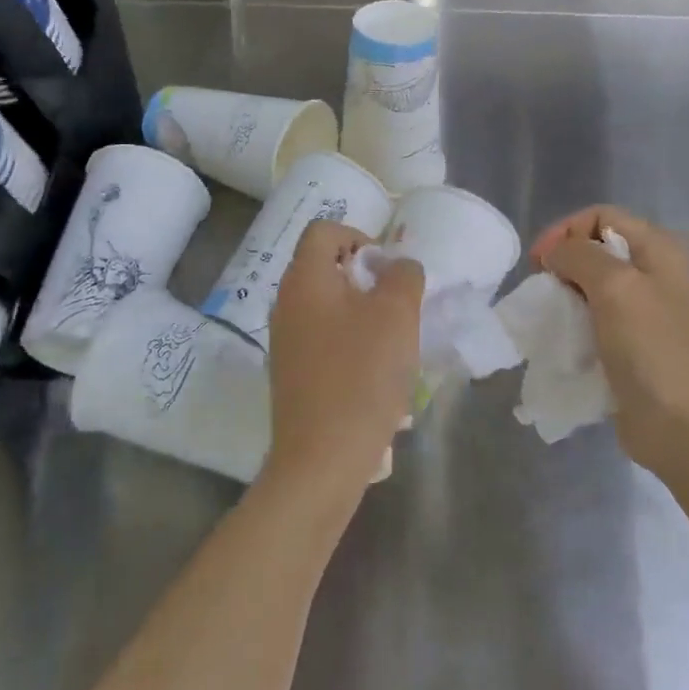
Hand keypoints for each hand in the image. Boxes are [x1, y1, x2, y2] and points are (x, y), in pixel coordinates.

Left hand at [264, 220, 423, 506]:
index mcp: (304, 280)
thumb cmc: (361, 375)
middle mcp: (285, 303)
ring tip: (391, 343)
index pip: (324, 231)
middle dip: (366, 280)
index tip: (387, 270)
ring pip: (327, 306)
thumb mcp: (397, 315)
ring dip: (361, 314)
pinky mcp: (291, 373)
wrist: (322, 458)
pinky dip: (349, 343)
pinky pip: (323, 340)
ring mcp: (284, 341)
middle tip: (396, 307)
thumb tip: (397, 267)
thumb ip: (403, 276)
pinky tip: (373, 375)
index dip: (359, 237)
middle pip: (325, 268)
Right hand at [529, 207, 688, 480]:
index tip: (540, 261)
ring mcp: (647, 310)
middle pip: (598, 247)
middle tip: (542, 287)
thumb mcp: (615, 286)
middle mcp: (657, 273)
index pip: (602, 216)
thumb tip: (557, 254)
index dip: (566, 230)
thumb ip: (580, 255)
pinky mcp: (635, 343)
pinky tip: (563, 335)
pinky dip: (575, 319)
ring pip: (594, 283)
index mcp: (660, 250)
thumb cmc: (650, 348)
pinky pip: (597, 316)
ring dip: (566, 293)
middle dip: (564, 261)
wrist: (682, 426)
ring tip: (549, 313)